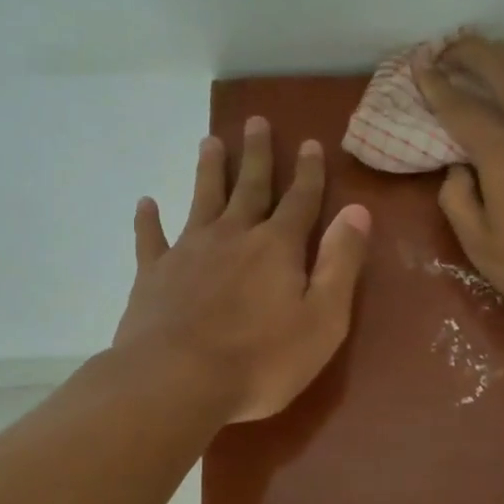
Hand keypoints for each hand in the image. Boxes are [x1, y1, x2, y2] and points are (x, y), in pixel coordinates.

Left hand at [112, 118, 371, 422]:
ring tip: (209, 141)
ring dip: (209, 171)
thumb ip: (341, 263)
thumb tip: (357, 211)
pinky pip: (151, 239)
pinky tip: (146, 203)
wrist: (176, 382)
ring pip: (202, 199)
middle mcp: (233, 236)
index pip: (300, 200)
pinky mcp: (154, 274)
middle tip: (255, 121)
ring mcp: (189, 252)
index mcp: (277, 247)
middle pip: (249, 187)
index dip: (308, 172)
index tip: (309, 142)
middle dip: (257, 154)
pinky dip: (149, 220)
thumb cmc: (261, 360)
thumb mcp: (322, 319)